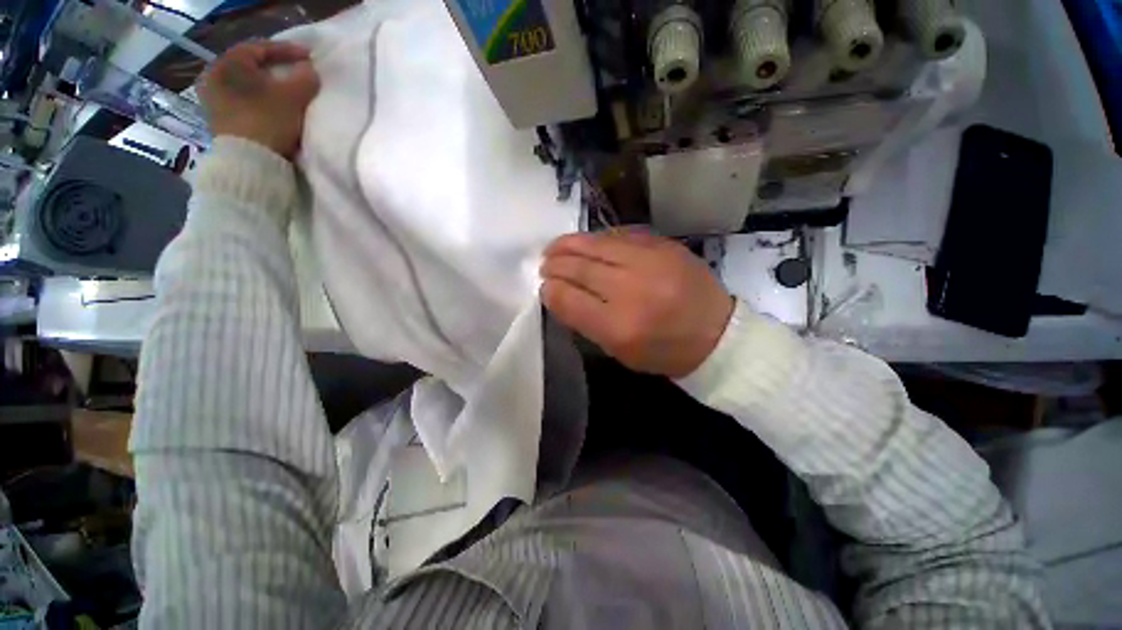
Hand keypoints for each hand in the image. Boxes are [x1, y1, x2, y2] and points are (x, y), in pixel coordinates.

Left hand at [199, 41, 319, 158]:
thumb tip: (309, 71)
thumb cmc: (268, 120)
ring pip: (247, 85)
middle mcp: (214, 77)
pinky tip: (273, 107)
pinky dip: (260, 100)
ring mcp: (213, 100)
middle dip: (276, 69)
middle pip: (251, 66)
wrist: (250, 161)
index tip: (310, 57)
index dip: (288, 50)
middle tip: (297, 72)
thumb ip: (305, 78)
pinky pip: (244, 101)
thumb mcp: (293, 96)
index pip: (261, 48)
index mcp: (227, 63)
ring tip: (287, 92)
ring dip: (268, 87)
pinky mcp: (220, 119)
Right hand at [541, 232, 734, 377]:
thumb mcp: (619, 351)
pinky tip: (587, 243)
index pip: (569, 299)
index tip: (543, 286)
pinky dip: (597, 239)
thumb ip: (584, 322)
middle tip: (544, 263)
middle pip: (580, 268)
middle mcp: (632, 290)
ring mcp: (650, 262)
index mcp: (619, 327)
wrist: (717, 334)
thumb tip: (556, 293)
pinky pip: (620, 235)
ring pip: (597, 245)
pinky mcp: (664, 245)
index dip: (550, 290)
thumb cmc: (663, 351)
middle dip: (555, 264)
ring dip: (569, 244)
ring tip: (555, 247)